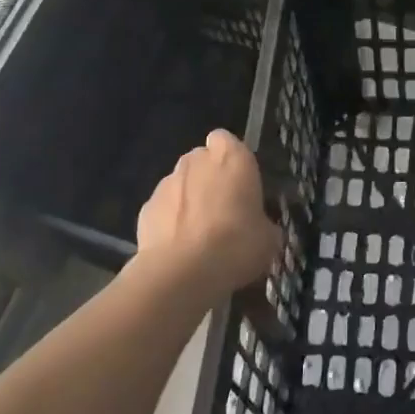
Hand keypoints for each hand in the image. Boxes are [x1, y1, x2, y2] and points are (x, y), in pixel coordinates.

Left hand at [134, 130, 280, 305]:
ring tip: (199, 236)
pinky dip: (169, 222)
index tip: (240, 184)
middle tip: (222, 211)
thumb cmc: (237, 245)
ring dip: (189, 200)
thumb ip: (262, 221)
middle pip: (201, 160)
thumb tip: (259, 227)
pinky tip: (179, 249)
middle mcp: (196, 161)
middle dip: (209, 179)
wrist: (184, 272)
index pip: (227, 140)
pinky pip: (163, 209)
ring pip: (180, 184)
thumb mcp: (269, 237)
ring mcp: (166, 182)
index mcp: (232, 157)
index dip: (231, 159)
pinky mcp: (146, 207)